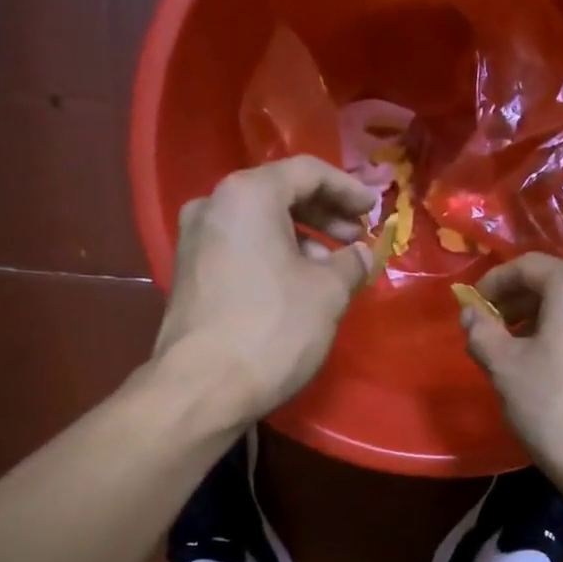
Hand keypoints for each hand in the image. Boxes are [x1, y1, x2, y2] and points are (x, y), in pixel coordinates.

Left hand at [154, 155, 378, 423]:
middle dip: (324, 215)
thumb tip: (362, 254)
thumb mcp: (327, 293)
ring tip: (333, 269)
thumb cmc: (272, 329)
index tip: (373, 210)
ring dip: (301, 240)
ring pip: (259, 225)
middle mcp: (213, 206)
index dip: (347, 189)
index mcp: (247, 195)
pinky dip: (274, 257)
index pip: (306, 172)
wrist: (202, 388)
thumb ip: (351, 263)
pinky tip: (298, 285)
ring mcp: (194, 240)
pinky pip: (241, 249)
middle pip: (279, 195)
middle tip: (356, 239)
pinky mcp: (189, 274)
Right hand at [461, 253, 562, 502]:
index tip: (474, 307)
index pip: (529, 266)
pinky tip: (558, 372)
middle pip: (558, 285)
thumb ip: (482, 332)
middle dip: (521, 304)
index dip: (495, 282)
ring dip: (547, 323)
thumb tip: (472, 314)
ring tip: (522, 354)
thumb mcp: (505, 369)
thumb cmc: (557, 410)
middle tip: (494, 332)